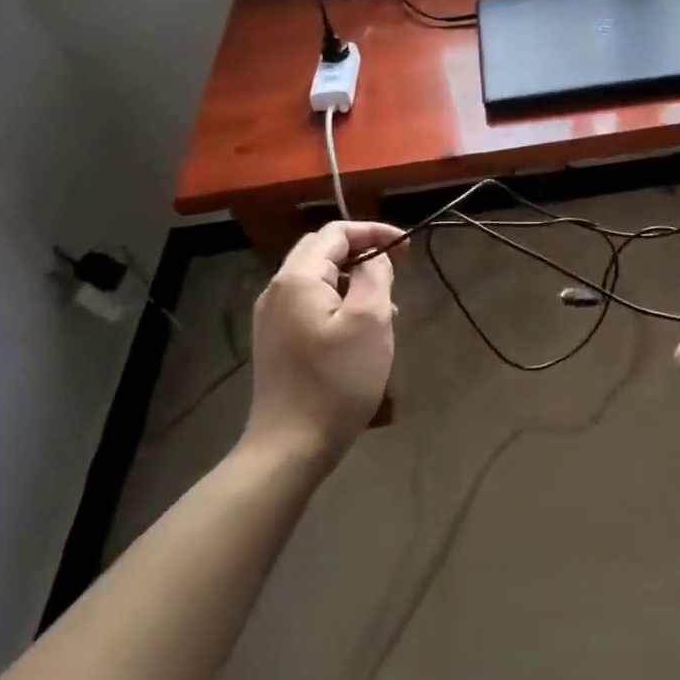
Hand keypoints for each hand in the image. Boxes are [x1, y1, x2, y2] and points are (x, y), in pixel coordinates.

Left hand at [242, 221, 405, 473]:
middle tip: (397, 267)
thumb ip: (375, 275)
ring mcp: (273, 317)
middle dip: (362, 251)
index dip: (373, 231)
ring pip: (318, 278)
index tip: (406, 246)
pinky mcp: (276, 341)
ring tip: (386, 305)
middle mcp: (278, 290)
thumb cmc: (336, 380)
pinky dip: (339, 301)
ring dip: (353, 279)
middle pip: (322, 250)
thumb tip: (374, 258)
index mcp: (298, 278)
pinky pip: (311, 303)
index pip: (335, 233)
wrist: (289, 447)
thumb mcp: (370, 321)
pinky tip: (360, 330)